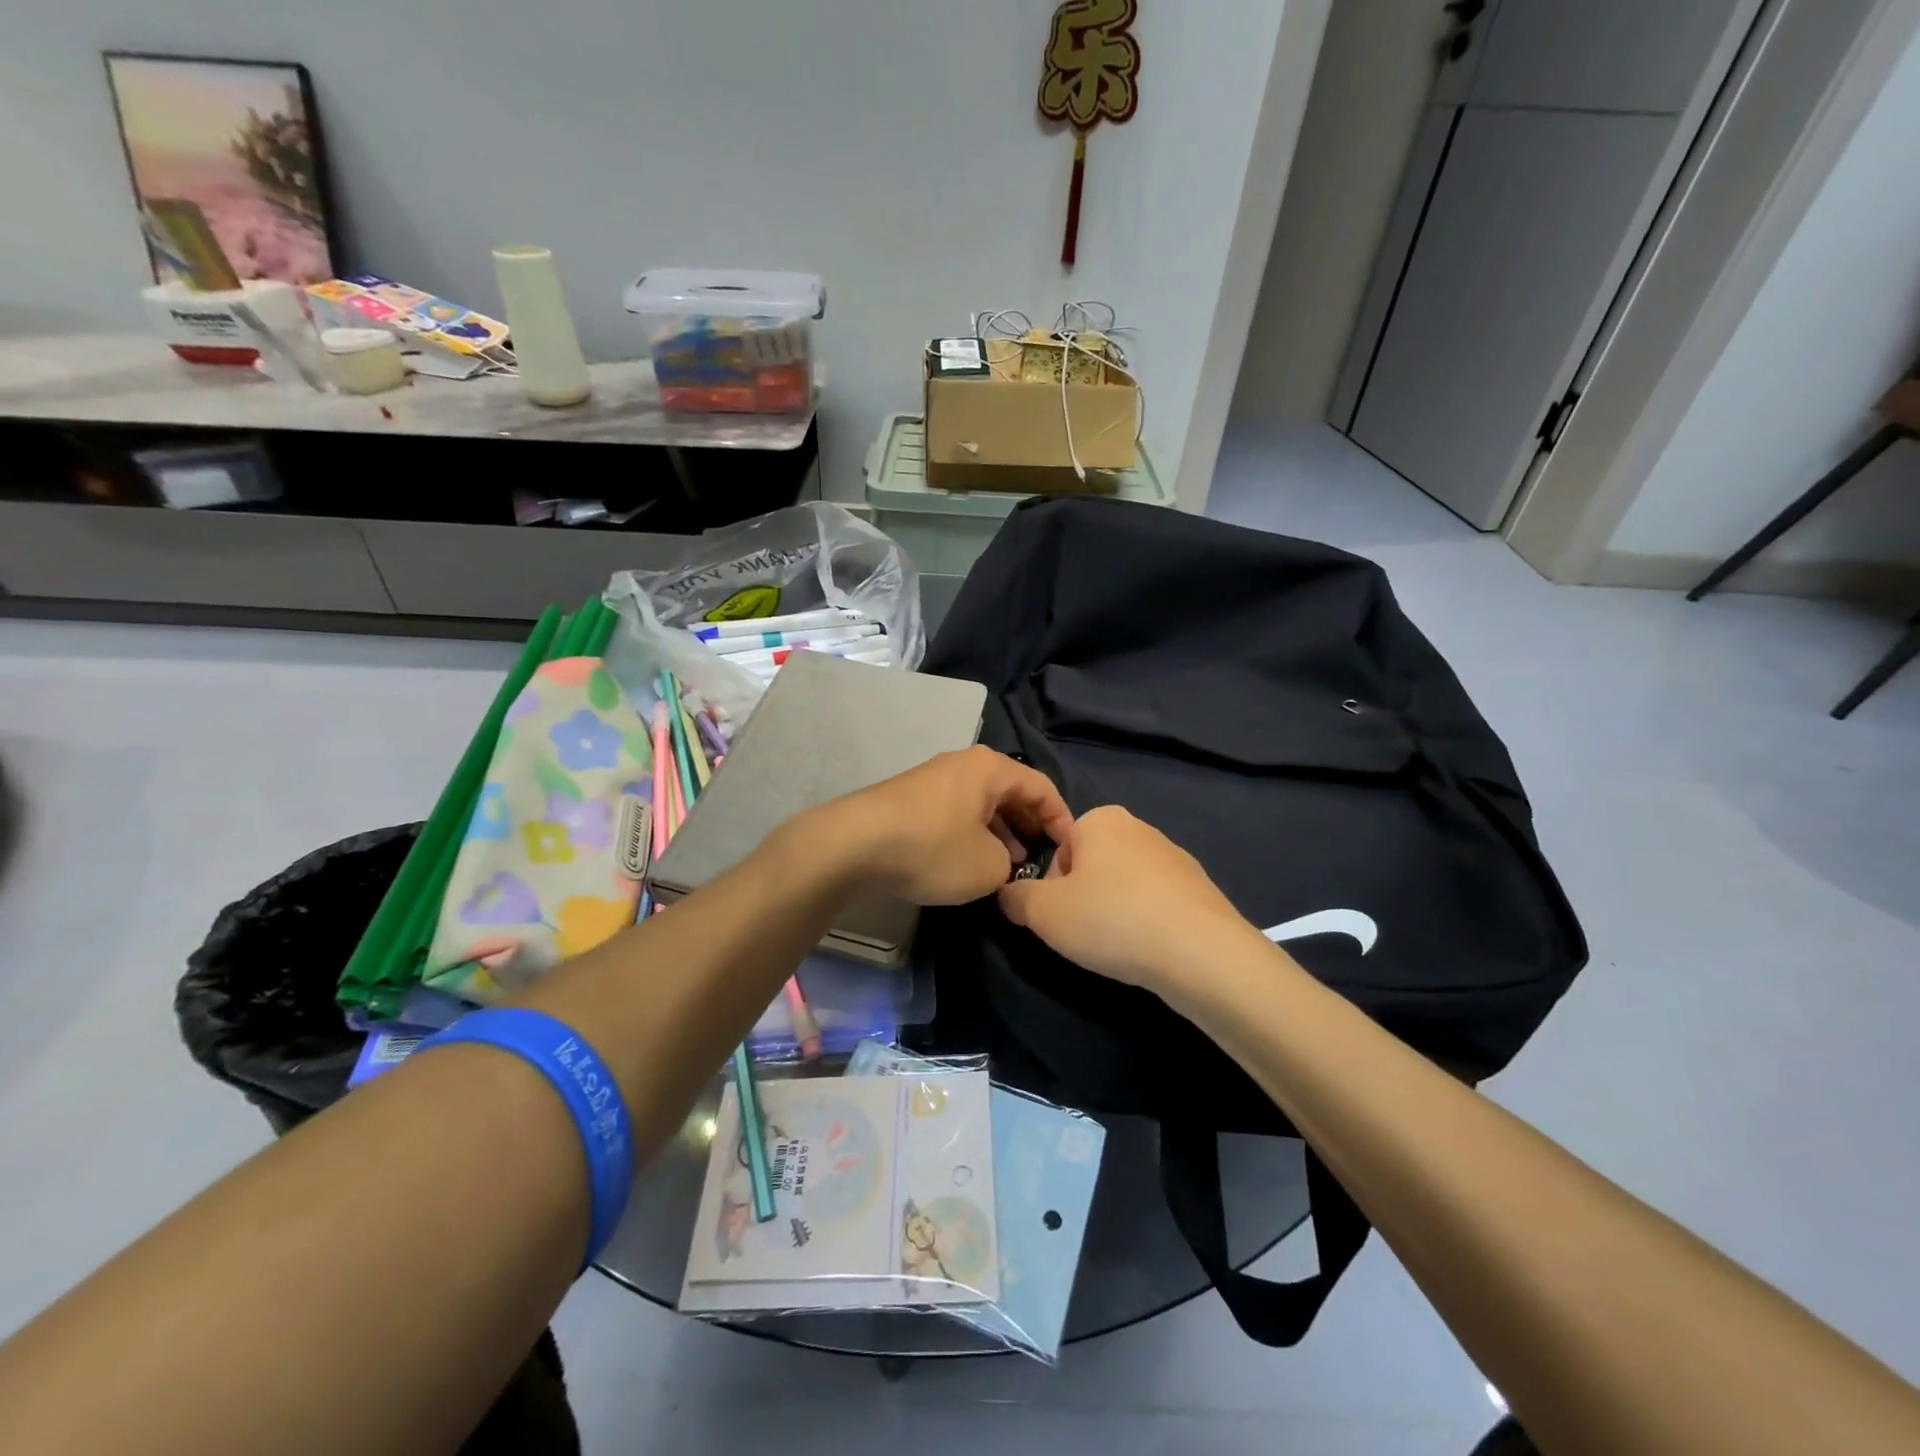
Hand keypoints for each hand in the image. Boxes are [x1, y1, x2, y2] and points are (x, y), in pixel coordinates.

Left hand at [815, 746, 1075, 905]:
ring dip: (1001, 832)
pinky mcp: (912, 797)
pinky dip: (973, 833)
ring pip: (983, 803)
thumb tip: (1002, 861)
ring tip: (1010, 865)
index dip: (1062, 819)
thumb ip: (1010, 865)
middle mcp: (964, 764)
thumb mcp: (988, 867)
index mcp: (991, 769)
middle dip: (1030, 826)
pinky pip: (957, 811)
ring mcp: (935, 778)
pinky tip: (970, 860)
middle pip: (1011, 792)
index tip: (1072, 850)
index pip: (1042, 787)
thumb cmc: (933, 848)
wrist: (854, 844)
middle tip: (1041, 858)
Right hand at [997, 805, 1254, 990]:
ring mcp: (1175, 857)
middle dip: (1084, 899)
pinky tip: (1150, 949)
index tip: (1061, 918)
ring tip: (1120, 947)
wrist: (1201, 953)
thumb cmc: (1111, 920)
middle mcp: (1139, 827)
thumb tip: (1010, 895)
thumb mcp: (1043, 912)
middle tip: (1086, 935)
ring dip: (1115, 912)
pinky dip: (1147, 923)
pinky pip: (1156, 903)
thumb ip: (1015, 898)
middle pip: (1091, 866)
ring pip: (1124, 886)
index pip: (1058, 851)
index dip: (1051, 889)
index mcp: (1100, 819)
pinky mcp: (1200, 889)